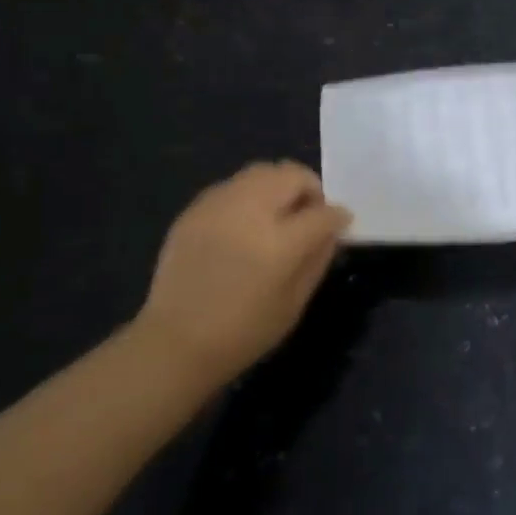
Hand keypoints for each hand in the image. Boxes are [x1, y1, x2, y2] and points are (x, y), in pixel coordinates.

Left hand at [136, 161, 351, 385]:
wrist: (174, 343)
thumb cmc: (243, 333)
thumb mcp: (294, 304)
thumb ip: (317, 259)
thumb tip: (331, 230)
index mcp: (279, 243)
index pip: (323, 213)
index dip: (338, 216)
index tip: (340, 223)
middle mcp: (249, 212)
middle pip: (292, 175)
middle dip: (309, 190)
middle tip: (307, 215)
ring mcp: (218, 206)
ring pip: (262, 171)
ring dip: (279, 187)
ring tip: (275, 215)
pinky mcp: (195, 209)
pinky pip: (233, 186)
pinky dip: (249, 195)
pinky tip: (244, 224)